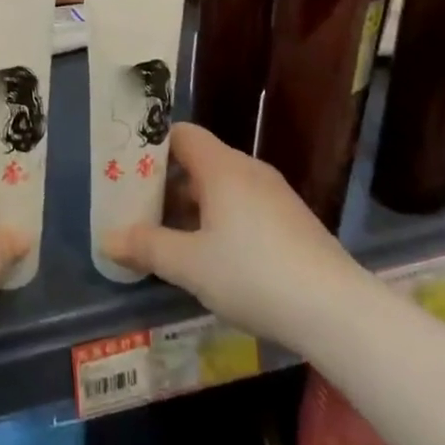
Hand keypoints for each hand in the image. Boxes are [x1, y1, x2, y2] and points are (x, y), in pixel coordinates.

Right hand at [102, 123, 357, 348]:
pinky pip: (245, 206)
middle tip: (141, 211)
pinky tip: (215, 259)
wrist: (336, 310)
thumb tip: (107, 238)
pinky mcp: (292, 221)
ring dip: (194, 206)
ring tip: (171, 239)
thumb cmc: (253, 274)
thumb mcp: (190, 265)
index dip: (152, 148)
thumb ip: (147, 247)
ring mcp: (275, 194)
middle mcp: (248, 170)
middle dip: (168, 184)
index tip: (128, 172)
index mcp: (222, 166)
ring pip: (223, 187)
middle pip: (199, 161)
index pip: (180, 134)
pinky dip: (222, 220)